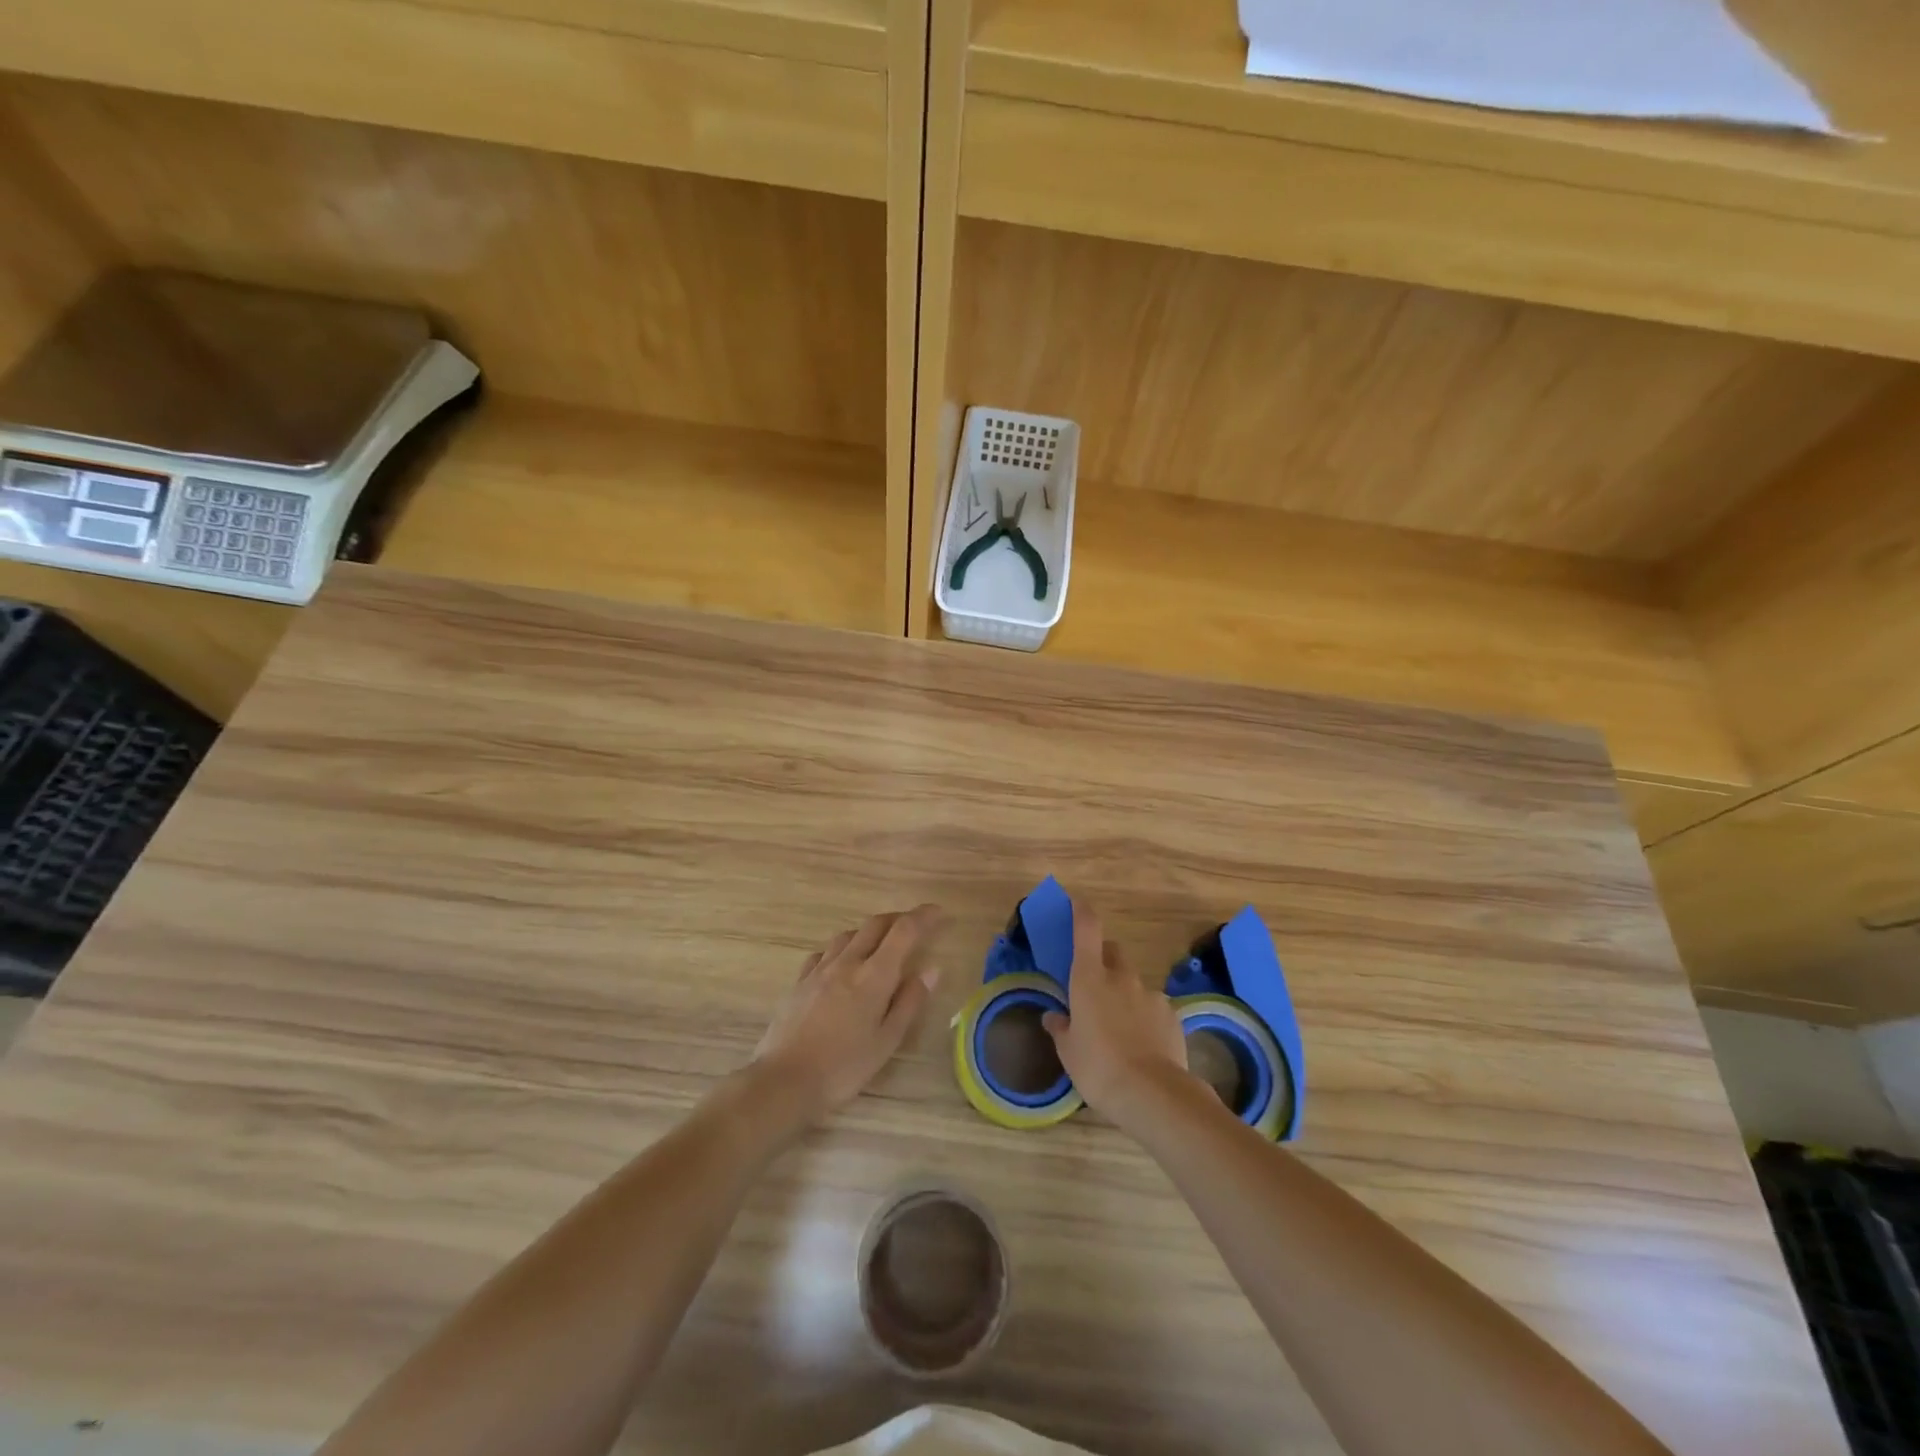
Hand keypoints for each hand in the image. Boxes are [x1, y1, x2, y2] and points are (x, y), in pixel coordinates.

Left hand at [752, 904, 945, 1123]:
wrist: (784, 1080)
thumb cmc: (844, 1067)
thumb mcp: (887, 1041)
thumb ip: (909, 1002)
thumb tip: (931, 969)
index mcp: (874, 975)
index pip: (904, 931)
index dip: (923, 916)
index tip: (939, 912)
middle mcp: (847, 962)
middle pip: (875, 924)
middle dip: (898, 918)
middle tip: (914, 925)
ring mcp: (819, 970)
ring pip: (848, 934)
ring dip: (869, 931)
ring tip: (880, 945)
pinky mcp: (799, 982)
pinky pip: (824, 952)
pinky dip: (841, 948)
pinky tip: (841, 964)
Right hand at [1042, 899, 1191, 1130]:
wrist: (1153, 1094)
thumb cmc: (1098, 1067)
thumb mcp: (1068, 1052)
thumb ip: (1061, 1028)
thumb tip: (1054, 1017)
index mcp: (1089, 979)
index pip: (1087, 930)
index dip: (1082, 913)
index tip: (1078, 903)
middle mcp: (1121, 978)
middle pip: (1113, 952)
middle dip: (1104, 958)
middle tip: (1094, 983)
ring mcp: (1150, 994)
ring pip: (1134, 983)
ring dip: (1125, 994)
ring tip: (1120, 1026)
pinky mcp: (1172, 1015)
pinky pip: (1153, 1006)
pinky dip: (1145, 1016)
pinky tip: (1142, 1044)